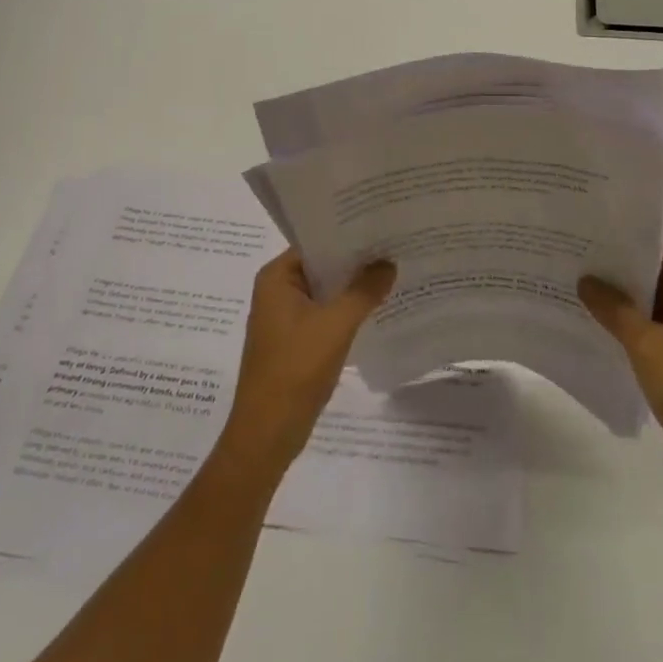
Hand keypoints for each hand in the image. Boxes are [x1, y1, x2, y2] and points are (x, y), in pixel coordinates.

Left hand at [218, 250, 395, 476]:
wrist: (267, 435)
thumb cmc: (296, 369)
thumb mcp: (336, 324)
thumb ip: (364, 290)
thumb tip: (388, 263)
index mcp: (277, 278)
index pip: (316, 242)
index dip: (349, 234)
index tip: (382, 226)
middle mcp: (277, 291)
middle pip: (322, 265)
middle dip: (356, 261)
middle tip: (395, 245)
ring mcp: (285, 318)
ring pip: (326, 291)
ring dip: (354, 287)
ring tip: (393, 271)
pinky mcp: (296, 341)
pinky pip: (326, 314)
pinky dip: (348, 310)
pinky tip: (378, 307)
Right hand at [579, 233, 662, 497]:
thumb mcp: (647, 345)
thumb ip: (614, 309)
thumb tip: (585, 280)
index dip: (629, 231)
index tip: (592, 223)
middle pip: (655, 268)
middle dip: (617, 262)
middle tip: (573, 249)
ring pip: (650, 297)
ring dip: (620, 293)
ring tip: (575, 279)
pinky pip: (651, 323)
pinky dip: (627, 320)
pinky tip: (593, 319)